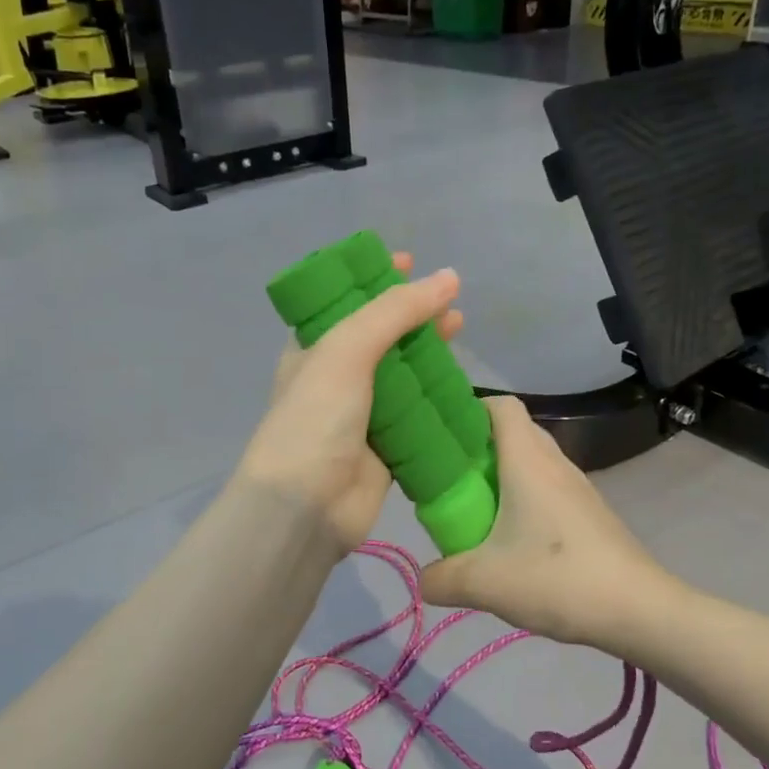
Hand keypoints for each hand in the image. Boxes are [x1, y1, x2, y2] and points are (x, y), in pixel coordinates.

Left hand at [235, 256, 462, 550]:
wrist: (306, 507)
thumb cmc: (316, 418)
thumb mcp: (347, 350)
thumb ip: (395, 311)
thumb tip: (448, 277)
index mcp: (313, 348)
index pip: (345, 302)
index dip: (373, 279)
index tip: (406, 260)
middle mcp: (336, 377)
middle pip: (381, 335)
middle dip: (412, 314)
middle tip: (448, 299)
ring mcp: (362, 413)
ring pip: (403, 374)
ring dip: (429, 352)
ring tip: (460, 328)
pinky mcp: (387, 447)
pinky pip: (417, 414)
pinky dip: (438, 398)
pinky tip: (462, 383)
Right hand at [421, 397, 678, 648]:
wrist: (639, 609)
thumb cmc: (558, 579)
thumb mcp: (485, 583)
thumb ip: (442, 579)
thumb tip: (424, 579)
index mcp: (528, 461)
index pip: (500, 406)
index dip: (469, 409)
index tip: (441, 435)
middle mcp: (554, 463)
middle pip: (514, 431)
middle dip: (478, 445)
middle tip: (449, 476)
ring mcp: (576, 487)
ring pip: (532, 461)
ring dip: (502, 474)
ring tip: (475, 508)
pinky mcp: (589, 512)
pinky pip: (548, 487)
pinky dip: (523, 497)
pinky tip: (511, 538)